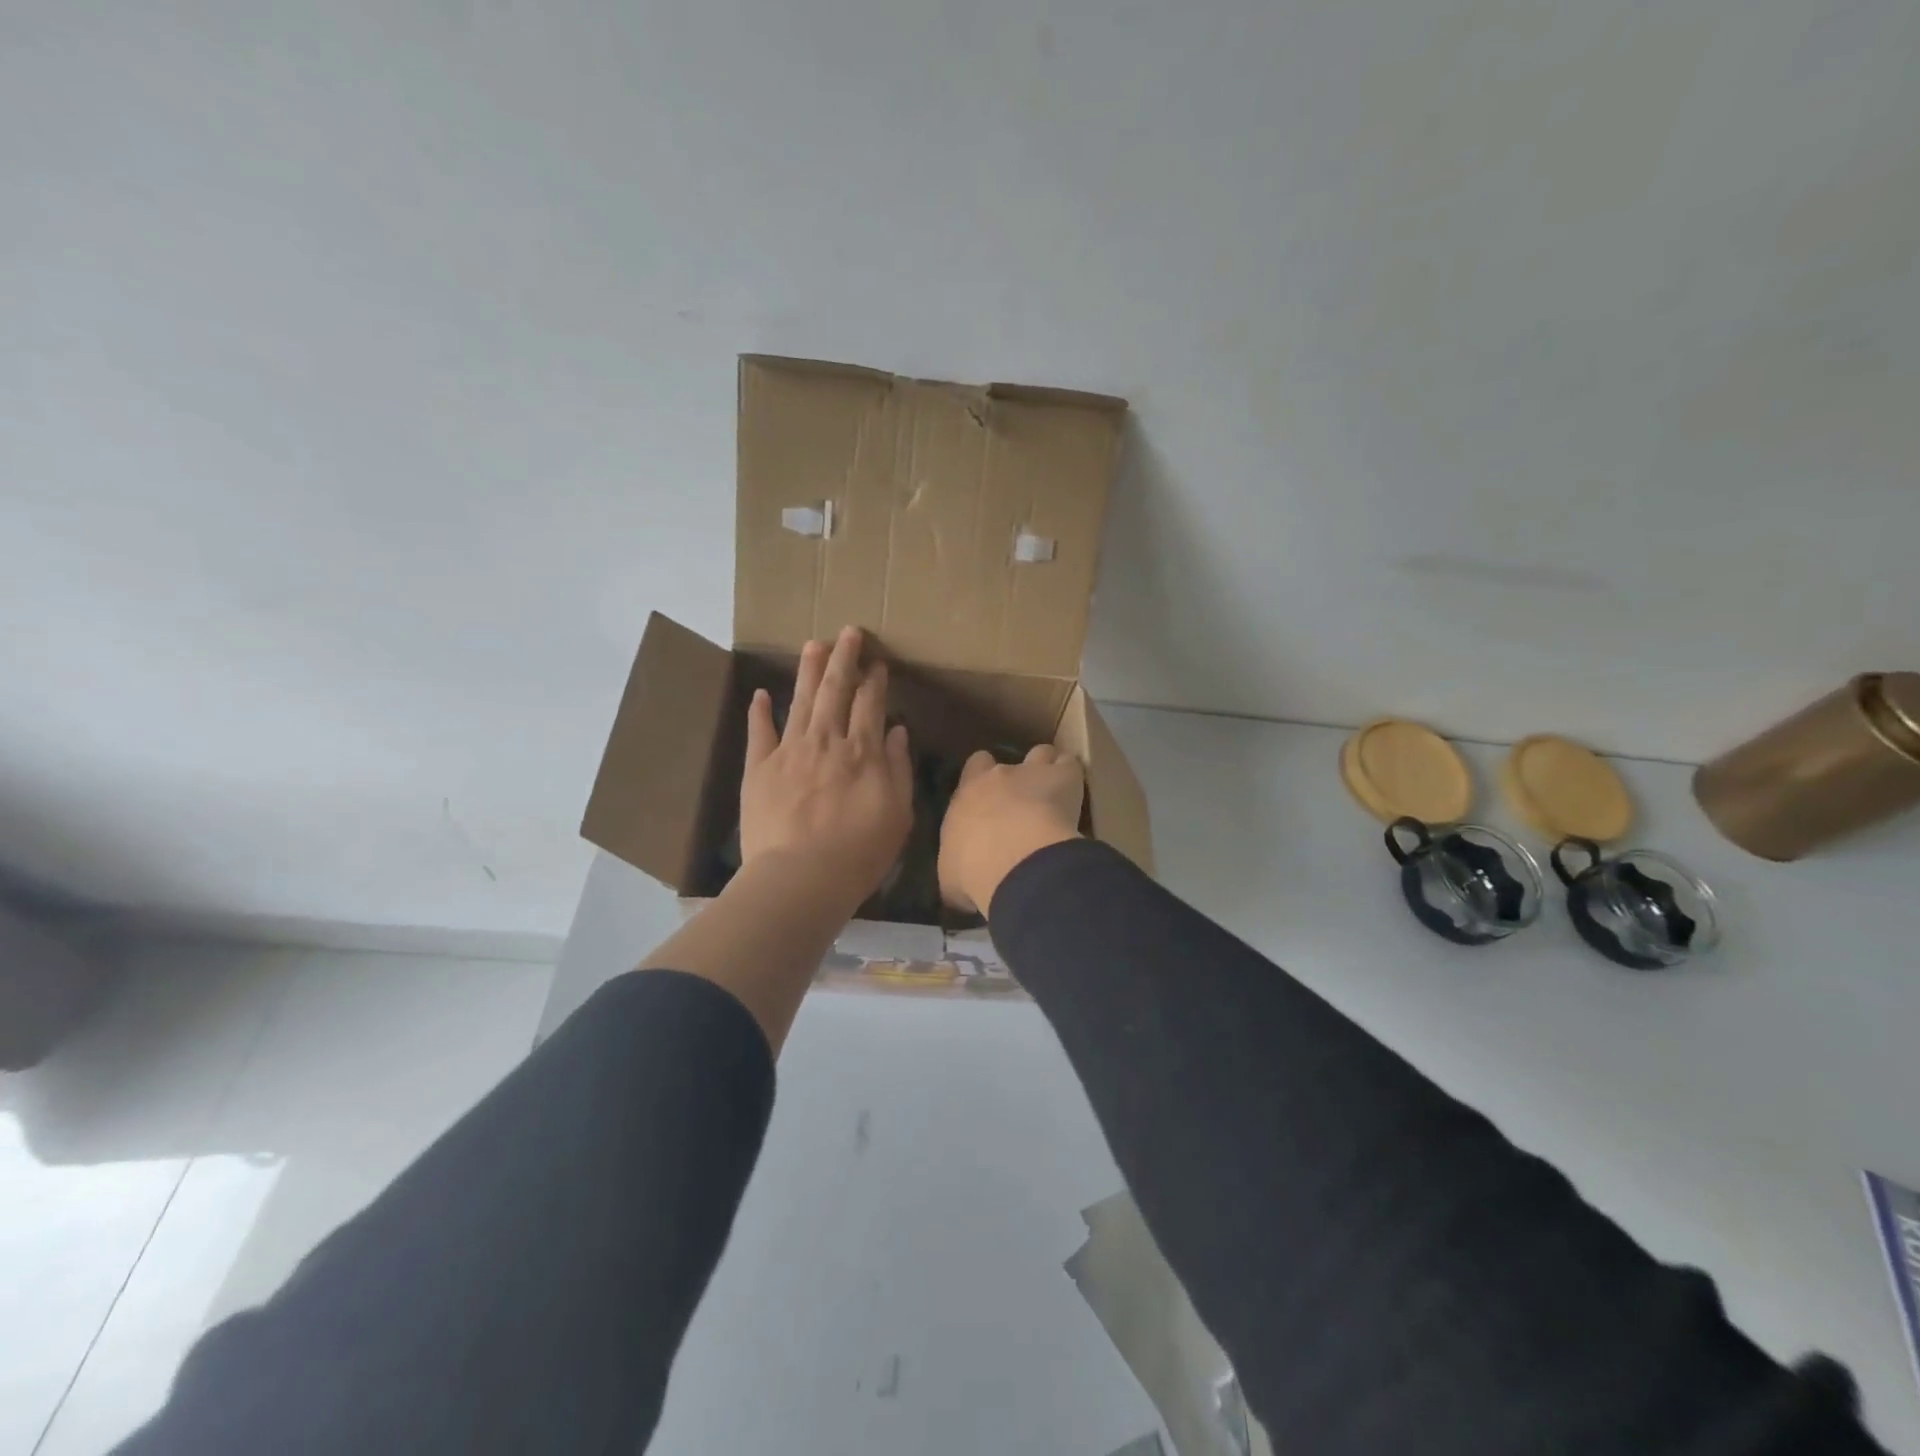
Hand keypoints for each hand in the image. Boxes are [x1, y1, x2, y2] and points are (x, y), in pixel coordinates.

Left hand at [740, 626, 912, 913]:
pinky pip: (760, 732)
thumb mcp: (897, 814)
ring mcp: (789, 752)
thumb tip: (896, 731)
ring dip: (808, 671)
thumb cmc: (859, 853)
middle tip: (848, 632)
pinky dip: (761, 711)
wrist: (800, 878)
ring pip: (801, 701)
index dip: (875, 680)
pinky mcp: (759, 769)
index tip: (878, 663)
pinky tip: (762, 694)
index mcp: (862, 752)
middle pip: (835, 690)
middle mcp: (826, 741)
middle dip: (844, 658)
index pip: (871, 704)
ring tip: (814, 645)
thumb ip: (898, 769)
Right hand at [938, 744, 1084, 915]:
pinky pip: (1071, 766)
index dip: (984, 776)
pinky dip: (1073, 777)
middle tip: (1023, 800)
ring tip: (1055, 791)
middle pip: (1008, 760)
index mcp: (967, 794)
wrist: (1013, 862)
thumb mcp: (951, 875)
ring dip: (1048, 769)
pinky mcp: (1064, 777)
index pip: (975, 767)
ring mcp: (1032, 772)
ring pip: (1042, 754)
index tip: (992, 796)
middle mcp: (997, 776)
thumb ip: (956, 865)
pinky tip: (1076, 796)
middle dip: (1016, 775)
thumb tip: (960, 876)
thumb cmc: (973, 871)